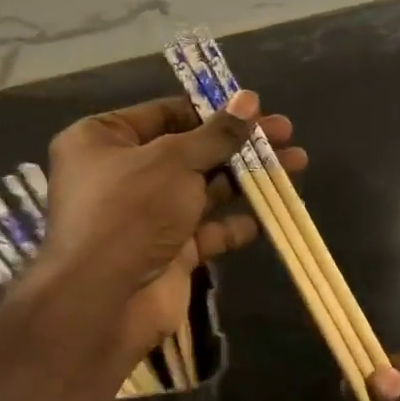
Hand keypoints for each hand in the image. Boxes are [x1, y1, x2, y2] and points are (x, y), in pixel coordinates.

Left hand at [35, 91, 304, 360]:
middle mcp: (123, 174)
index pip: (165, 114)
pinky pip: (207, 231)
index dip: (212, 110)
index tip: (256, 108)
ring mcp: (147, 216)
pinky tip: (267, 216)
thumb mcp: (175, 161)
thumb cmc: (131, 211)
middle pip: (191, 151)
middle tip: (286, 133)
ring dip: (247, 178)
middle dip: (240, 144)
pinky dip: (235, 223)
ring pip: (205, 189)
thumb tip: (249, 100)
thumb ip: (217, 133)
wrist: (105, 301)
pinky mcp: (169, 252)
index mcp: (103, 140)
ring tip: (296, 164)